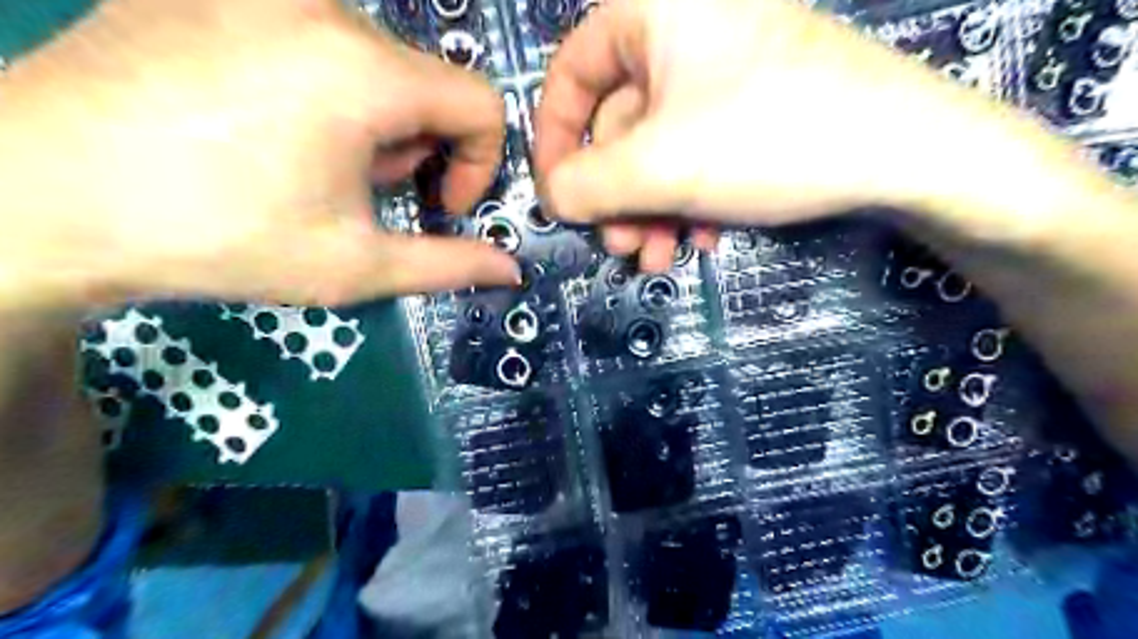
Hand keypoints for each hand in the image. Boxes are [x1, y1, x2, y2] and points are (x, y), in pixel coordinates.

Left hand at [0, 0, 518, 308]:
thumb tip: (511, 271)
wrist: (35, 196)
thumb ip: (448, 265)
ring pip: (372, 59)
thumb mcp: (354, 266)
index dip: (480, 163)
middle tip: (362, 194)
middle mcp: (321, 7)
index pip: (481, 103)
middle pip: (424, 83)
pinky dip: (321, 86)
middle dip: (415, 148)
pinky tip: (265, 125)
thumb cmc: (218, 238)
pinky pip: (312, 34)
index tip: (440, 205)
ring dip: (371, 120)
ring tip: (311, 163)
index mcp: (364, 72)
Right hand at [534, 1, 1001, 261]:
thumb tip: (550, 197)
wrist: (907, 152)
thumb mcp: (659, 166)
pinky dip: (690, 199)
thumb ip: (585, 184)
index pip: (571, 73)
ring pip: (657, 148)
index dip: (555, 140)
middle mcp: (685, 30)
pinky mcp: (752, 105)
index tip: (558, 196)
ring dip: (651, 210)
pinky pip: (697, 152)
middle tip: (622, 247)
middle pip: (618, 123)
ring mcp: (723, 71)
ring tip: (660, 258)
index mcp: (654, 12)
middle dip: (616, 196)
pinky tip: (704, 237)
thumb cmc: (769, 138)